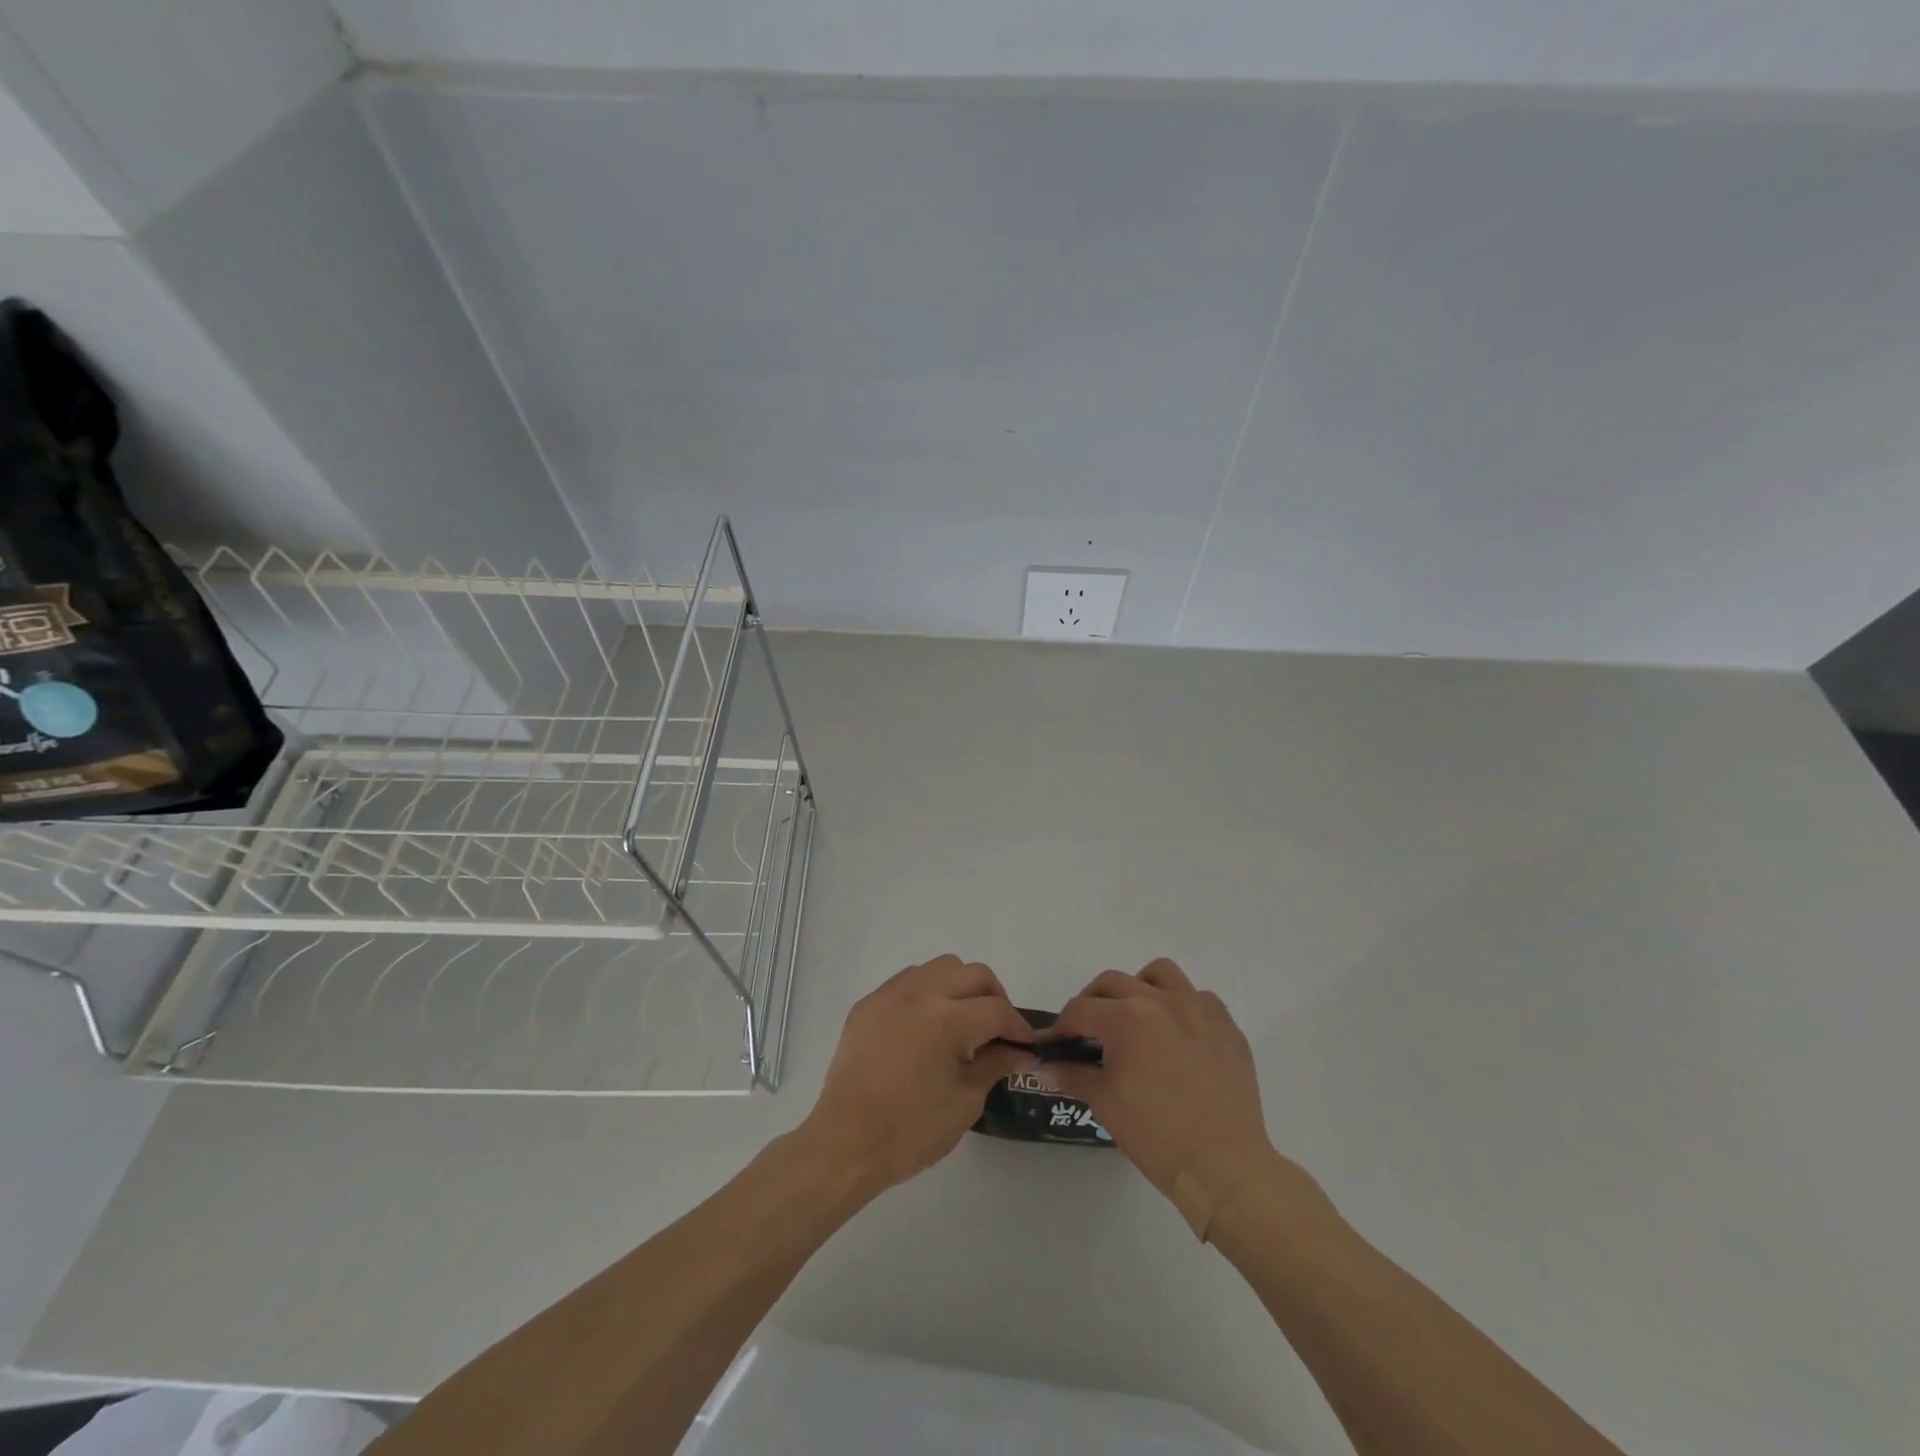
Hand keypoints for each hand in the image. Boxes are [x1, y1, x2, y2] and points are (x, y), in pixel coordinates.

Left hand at [802, 955, 1034, 1194]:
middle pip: (973, 973)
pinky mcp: (868, 1003)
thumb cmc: (911, 1129)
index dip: (1018, 1027)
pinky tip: (925, 1025)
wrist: (846, 1143)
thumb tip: (1017, 1050)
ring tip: (961, 1021)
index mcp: (949, 1019)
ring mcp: (890, 994)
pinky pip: (907, 980)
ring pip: (939, 967)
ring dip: (959, 986)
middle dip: (994, 997)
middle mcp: (921, 993)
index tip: (1026, 1045)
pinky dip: (927, 992)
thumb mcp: (966, 1102)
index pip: (997, 1009)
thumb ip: (994, 1065)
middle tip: (997, 1030)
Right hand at [1046, 959, 1276, 1235]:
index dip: (1061, 1028)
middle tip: (1088, 1033)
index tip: (1055, 1045)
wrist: (1224, 1167)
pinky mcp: (1226, 1025)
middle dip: (1092, 1003)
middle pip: (1112, 983)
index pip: (1080, 1010)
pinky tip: (1178, 1036)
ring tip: (1136, 1018)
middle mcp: (1160, 1000)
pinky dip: (1181, 1006)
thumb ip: (1072, 1075)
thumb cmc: (1156, 1135)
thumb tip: (1045, 1068)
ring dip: (1139, 987)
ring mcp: (1198, 1008)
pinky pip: (1198, 997)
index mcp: (1126, 1017)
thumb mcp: (1104, 1103)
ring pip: (1159, 974)